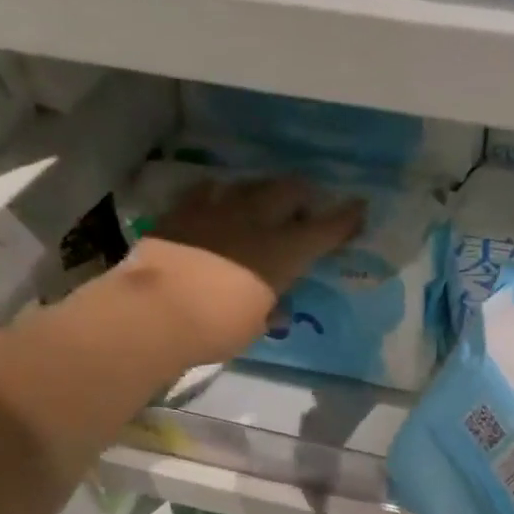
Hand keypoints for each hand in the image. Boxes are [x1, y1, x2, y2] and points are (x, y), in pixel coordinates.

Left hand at [118, 176, 364, 368]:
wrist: (154, 313)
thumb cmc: (216, 328)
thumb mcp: (255, 326)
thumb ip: (270, 310)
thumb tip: (276, 307)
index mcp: (283, 253)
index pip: (324, 230)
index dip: (345, 218)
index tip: (360, 208)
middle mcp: (256, 221)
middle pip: (288, 191)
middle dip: (302, 195)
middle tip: (304, 206)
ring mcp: (217, 210)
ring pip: (250, 184)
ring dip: (263, 192)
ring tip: (263, 201)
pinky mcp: (183, 211)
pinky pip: (208, 190)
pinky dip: (220, 195)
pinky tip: (218, 202)